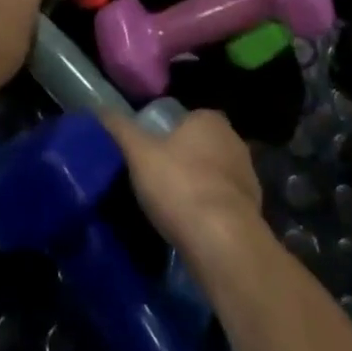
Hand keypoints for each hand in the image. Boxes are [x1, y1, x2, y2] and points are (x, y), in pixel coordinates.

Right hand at [100, 109, 263, 259]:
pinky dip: (209, 211)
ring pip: (214, 175)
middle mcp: (234, 141)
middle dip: (183, 159)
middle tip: (154, 178)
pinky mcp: (253, 210)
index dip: (166, 133)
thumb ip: (119, 128)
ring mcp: (248, 177)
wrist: (223, 242)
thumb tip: (98, 108)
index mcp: (210, 120)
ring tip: (169, 205)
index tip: (148, 152)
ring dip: (197, 186)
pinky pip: (223, 203)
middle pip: (201, 146)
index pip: (186, 118)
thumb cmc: (180, 185)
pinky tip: (190, 226)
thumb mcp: (138, 153)